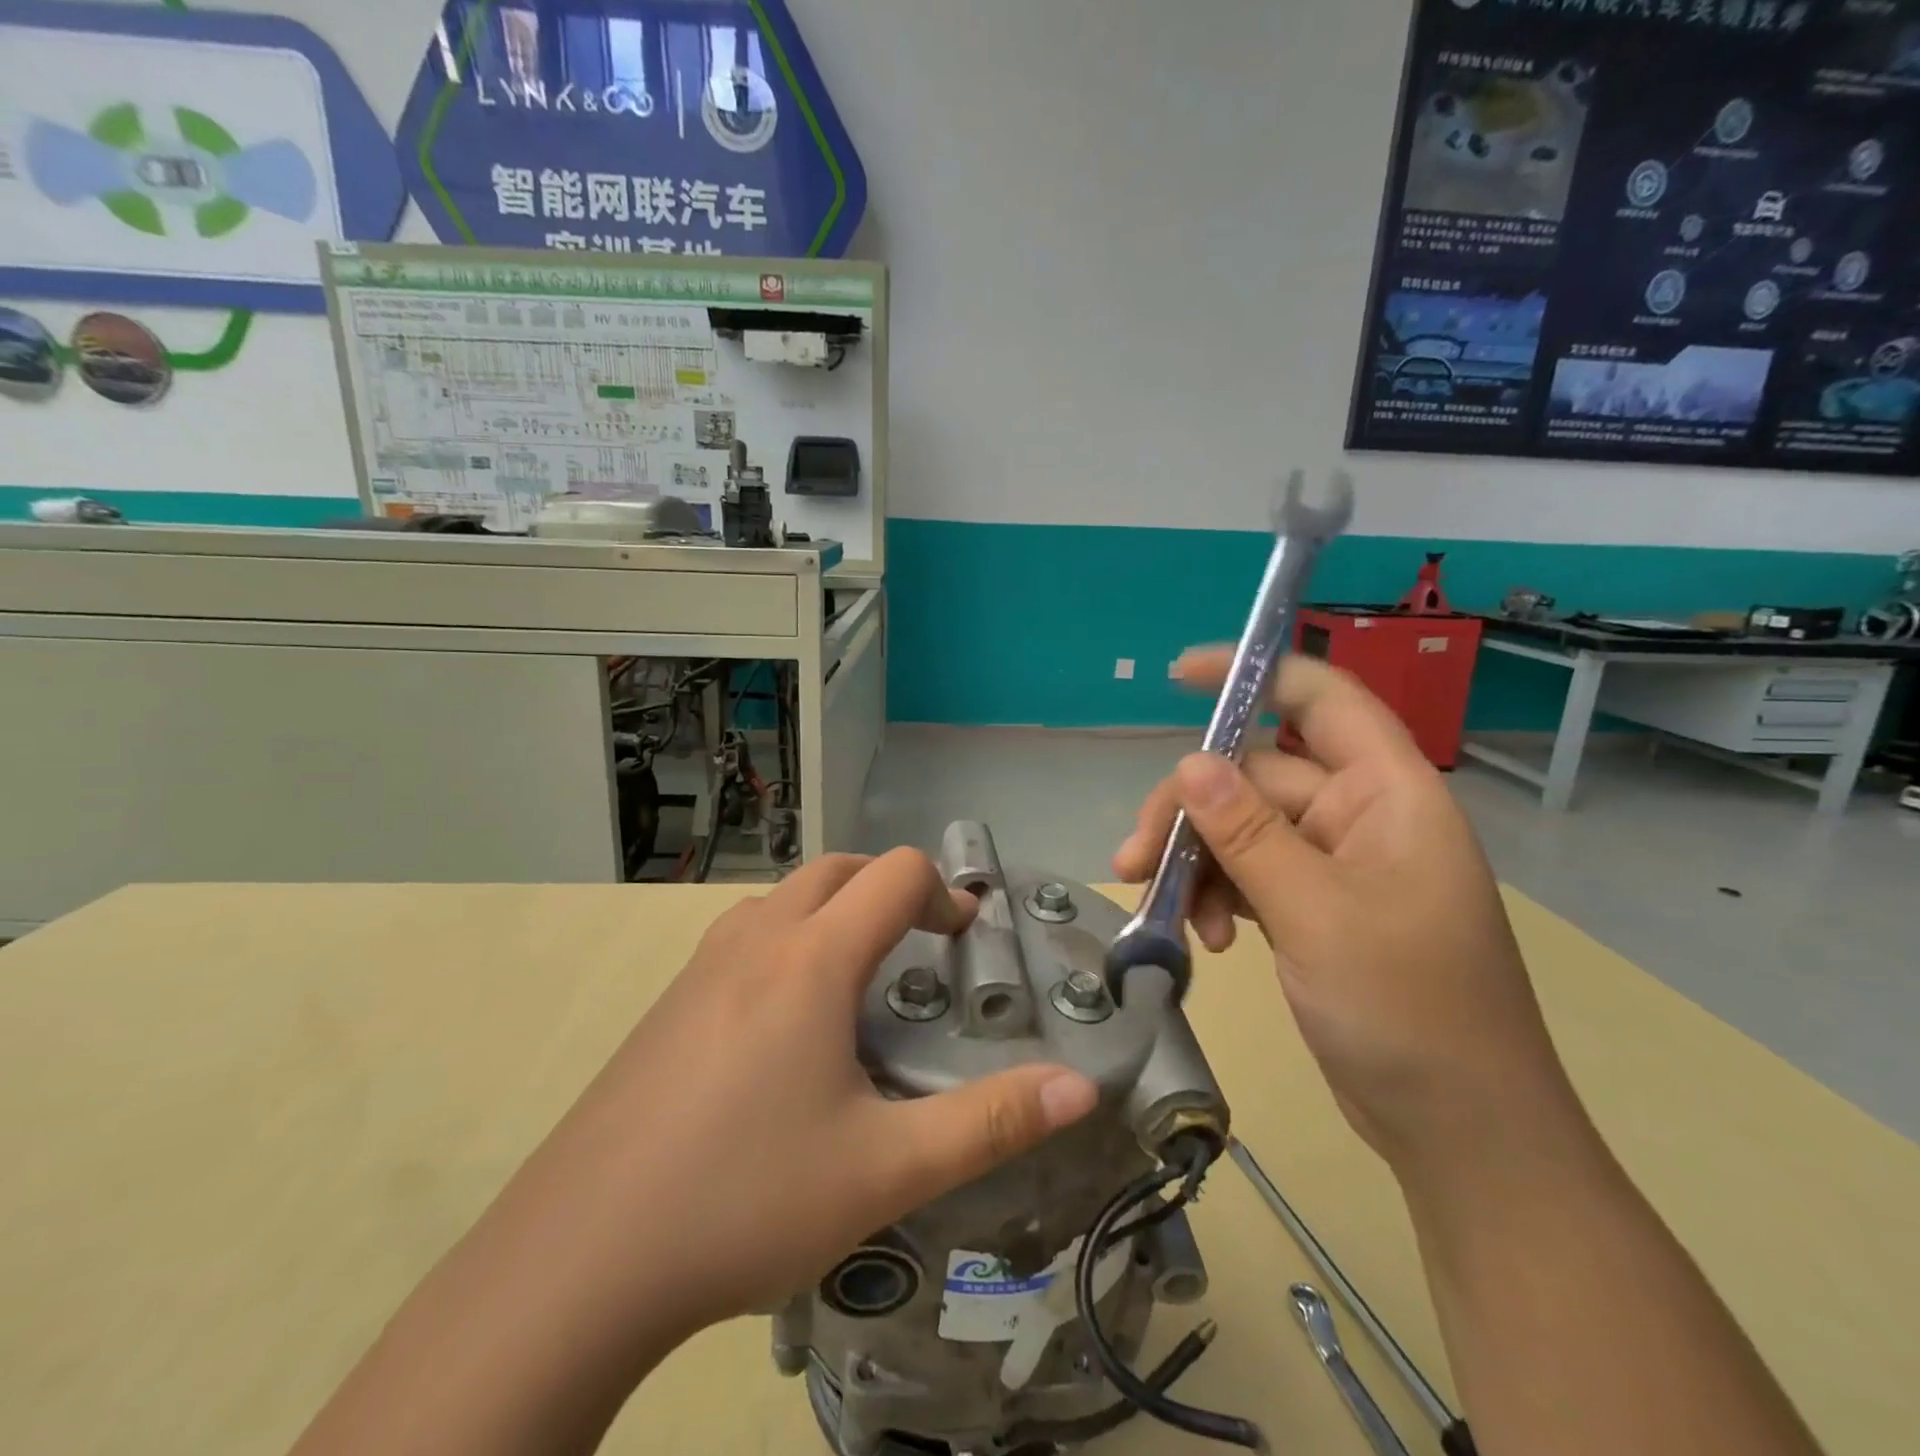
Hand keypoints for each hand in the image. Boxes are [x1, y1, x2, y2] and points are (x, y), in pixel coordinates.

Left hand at [290, 852, 1103, 1455]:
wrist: (577, 1260)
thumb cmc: (746, 1199)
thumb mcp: (886, 1168)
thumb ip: (991, 1122)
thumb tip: (1082, 1088)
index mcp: (812, 958)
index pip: (895, 873)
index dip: (944, 893)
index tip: (965, 941)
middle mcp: (756, 939)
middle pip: (838, 868)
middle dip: (890, 889)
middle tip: (920, 948)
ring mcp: (701, 966)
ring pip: (785, 897)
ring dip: (834, 910)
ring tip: (860, 981)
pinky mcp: (668, 1002)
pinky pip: (745, 935)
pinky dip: (788, 940)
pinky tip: (786, 1025)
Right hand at [1115, 649, 1582, 1172]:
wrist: (1460, 1131)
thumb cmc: (1409, 1012)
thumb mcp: (1316, 914)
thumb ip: (1249, 833)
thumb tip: (1189, 762)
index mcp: (1388, 794)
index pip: (1321, 700)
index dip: (1254, 675)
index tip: (1180, 678)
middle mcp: (1360, 816)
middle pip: (1255, 777)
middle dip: (1191, 812)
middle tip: (1132, 859)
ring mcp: (1335, 865)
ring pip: (1243, 830)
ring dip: (1197, 862)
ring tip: (1162, 911)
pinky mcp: (1314, 908)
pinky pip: (1250, 876)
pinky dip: (1218, 897)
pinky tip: (1210, 943)